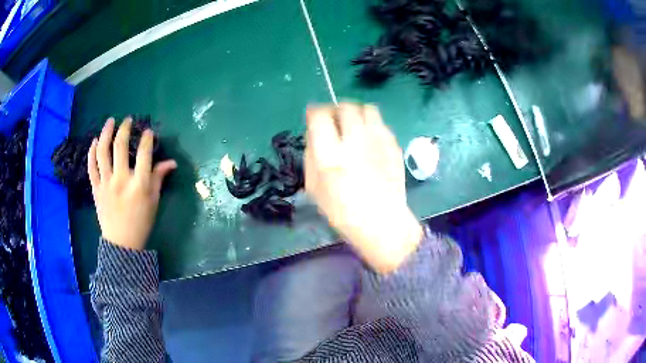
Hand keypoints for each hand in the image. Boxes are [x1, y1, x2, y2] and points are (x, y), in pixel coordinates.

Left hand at [88, 117, 176, 249]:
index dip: (147, 139)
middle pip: (120, 147)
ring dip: (106, 133)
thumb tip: (171, 162)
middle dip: (125, 129)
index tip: (148, 132)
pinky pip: (91, 166)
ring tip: (110, 121)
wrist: (121, 243)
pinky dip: (92, 151)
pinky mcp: (96, 188)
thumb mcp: (153, 201)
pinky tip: (95, 140)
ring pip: (103, 152)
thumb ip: (159, 178)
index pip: (145, 154)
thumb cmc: (141, 222)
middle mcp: (121, 180)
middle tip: (127, 120)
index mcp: (139, 185)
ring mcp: (106, 183)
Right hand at [305, 103, 422, 272]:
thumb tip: (314, 134)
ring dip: (356, 112)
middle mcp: (355, 142)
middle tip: (335, 119)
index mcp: (330, 155)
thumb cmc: (343, 211)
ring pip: (367, 108)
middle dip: (336, 109)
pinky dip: (371, 125)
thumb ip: (310, 156)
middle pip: (346, 106)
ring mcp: (378, 142)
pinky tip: (370, 140)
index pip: (320, 116)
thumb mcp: (313, 188)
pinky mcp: (394, 146)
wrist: (382, 223)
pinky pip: (381, 124)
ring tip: (354, 125)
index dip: (315, 111)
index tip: (314, 115)